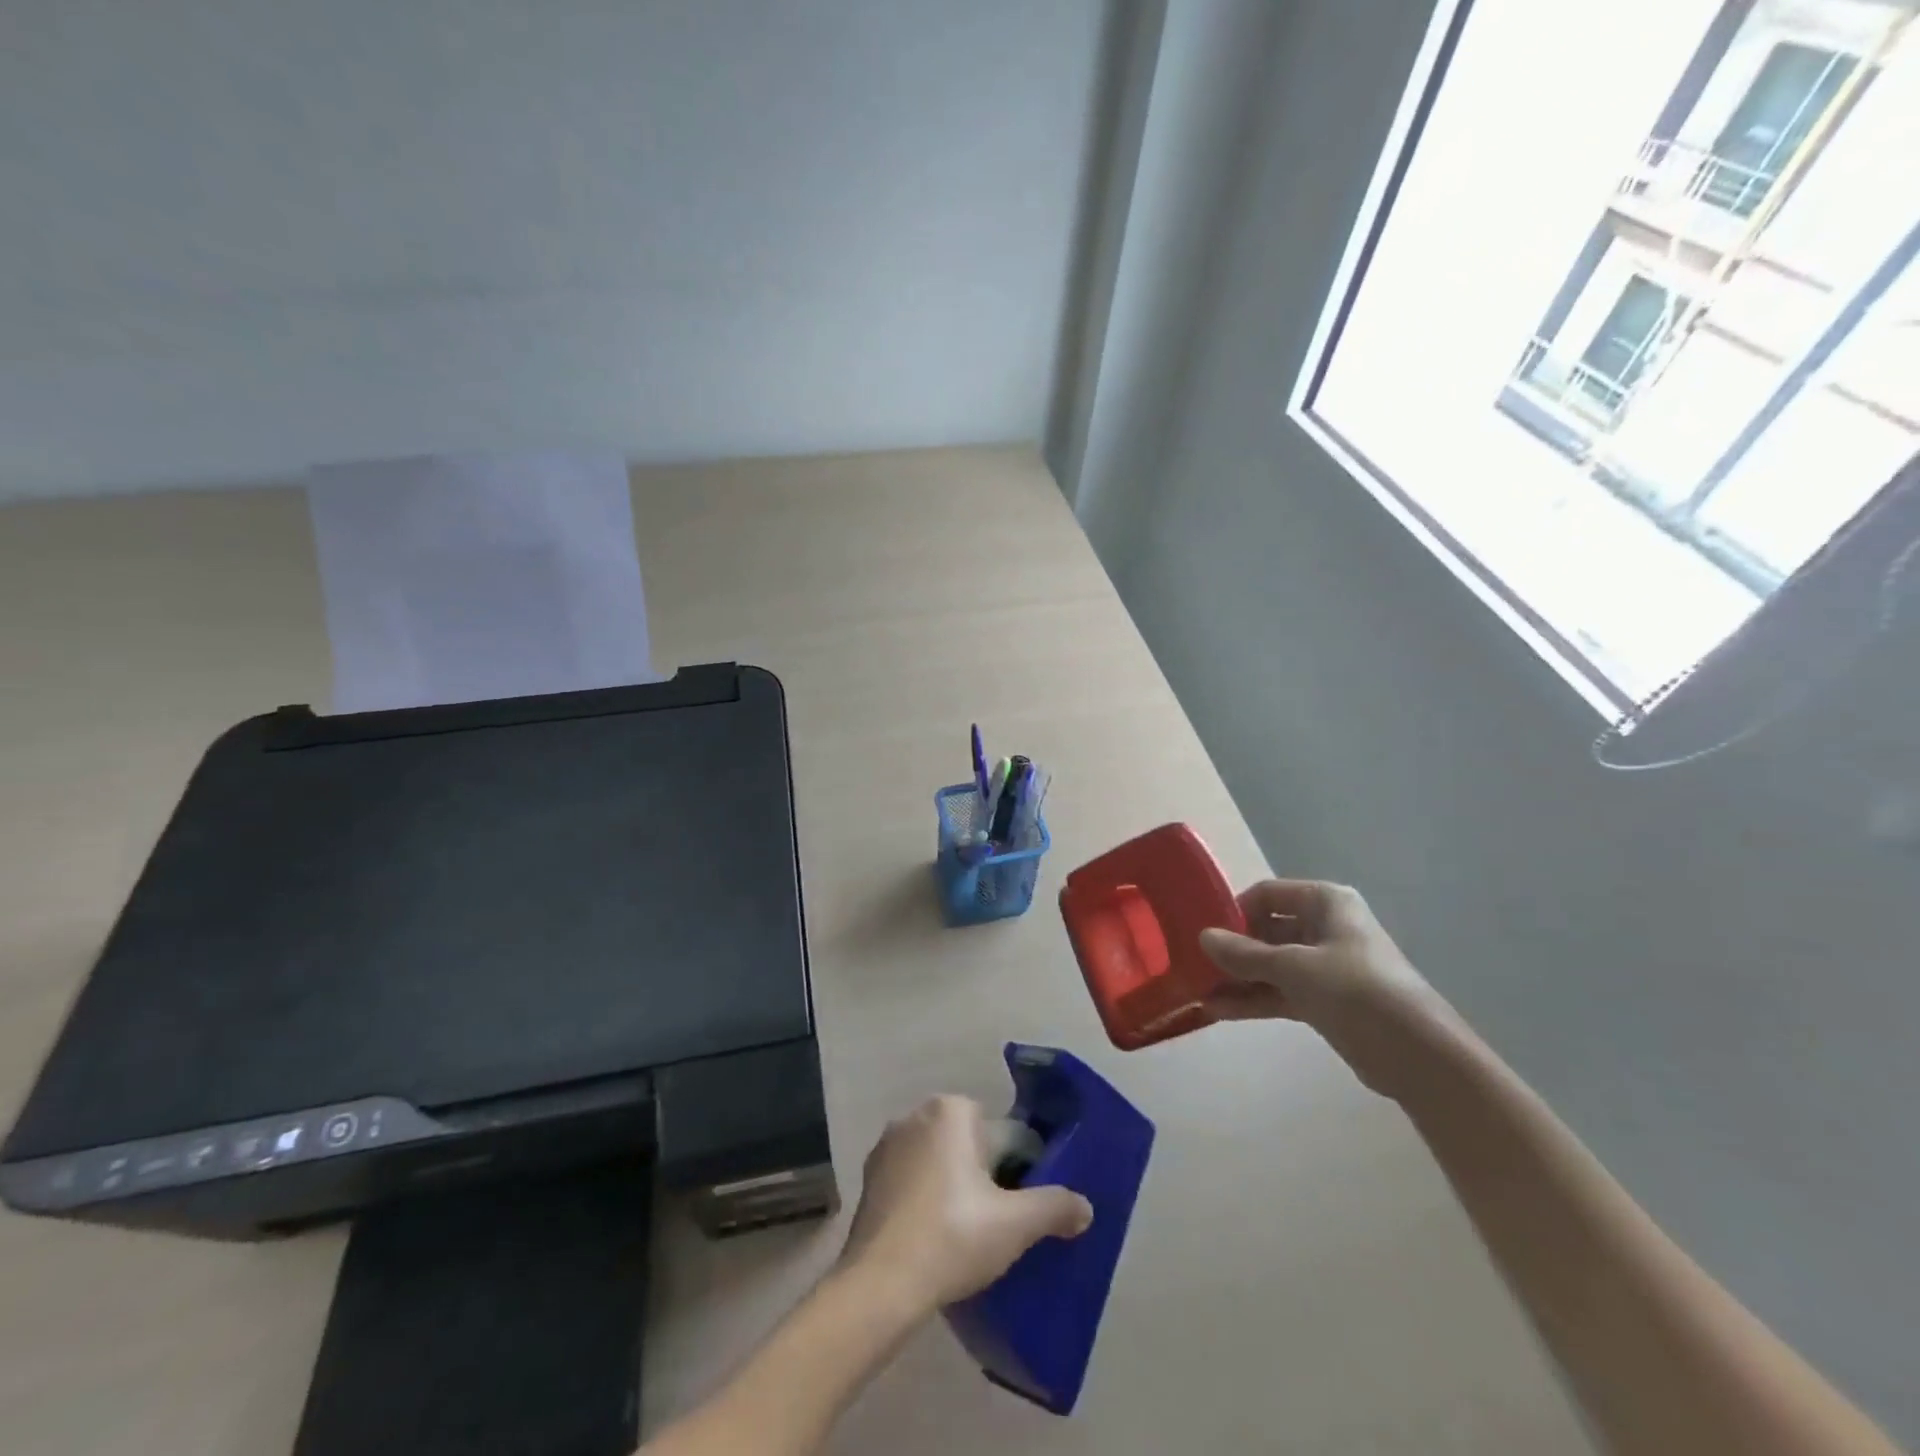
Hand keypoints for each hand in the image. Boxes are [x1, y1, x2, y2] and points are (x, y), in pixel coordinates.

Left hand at [838, 1095, 1092, 1311]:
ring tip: (963, 1234)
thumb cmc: (954, 1236)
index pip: (999, 1131)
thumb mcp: (1015, 1224)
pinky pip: (910, 1179)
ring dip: (950, 1185)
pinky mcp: (869, 1178)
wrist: (881, 1284)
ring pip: (937, 1160)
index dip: (1014, 1168)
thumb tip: (1085, 1208)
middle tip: (993, 1220)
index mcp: (951, 1109)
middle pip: (966, 1142)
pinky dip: (923, 1199)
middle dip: (981, 1173)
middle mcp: (915, 1114)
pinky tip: (931, 1237)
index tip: (1015, 1205)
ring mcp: (886, 1145)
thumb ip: (1054, 1208)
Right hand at [1199, 880, 1467, 1101]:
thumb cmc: (1357, 991)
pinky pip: (1280, 992)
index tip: (1205, 932)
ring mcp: (1325, 966)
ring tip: (1198, 991)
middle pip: (1267, 930)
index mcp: (1325, 902)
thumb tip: (1202, 937)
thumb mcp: (1294, 967)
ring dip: (1238, 978)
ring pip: (1271, 965)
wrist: (1419, 1057)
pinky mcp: (1326, 1001)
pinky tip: (1218, 1011)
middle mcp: (1325, 927)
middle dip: (1232, 950)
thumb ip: (1245, 953)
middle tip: (1194, 965)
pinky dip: (1253, 999)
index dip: (1235, 910)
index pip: (1267, 894)